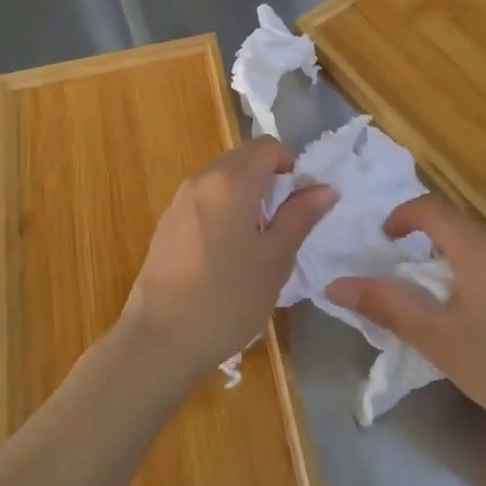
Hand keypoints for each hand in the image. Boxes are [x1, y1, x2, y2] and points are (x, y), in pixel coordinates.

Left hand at [121, 136, 336, 387]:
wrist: (160, 339)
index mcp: (230, 181)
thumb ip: (300, 217)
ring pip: (222, 180)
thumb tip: (324, 188)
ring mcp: (179, 201)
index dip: (290, 164)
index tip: (301, 199)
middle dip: (268, 179)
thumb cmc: (228, 298)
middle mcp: (201, 180)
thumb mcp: (275, 259)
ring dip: (246, 195)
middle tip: (285, 222)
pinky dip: (223, 210)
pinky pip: (204, 201)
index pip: (267, 146)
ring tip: (258, 241)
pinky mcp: (167, 224)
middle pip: (243, 159)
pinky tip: (227, 254)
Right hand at [327, 195, 485, 448]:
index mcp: (481, 249)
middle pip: (463, 229)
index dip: (404, 215)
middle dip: (435, 247)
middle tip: (421, 286)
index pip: (433, 208)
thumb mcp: (439, 341)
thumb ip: (387, 306)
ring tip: (461, 309)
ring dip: (468, 264)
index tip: (388, 239)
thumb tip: (336, 284)